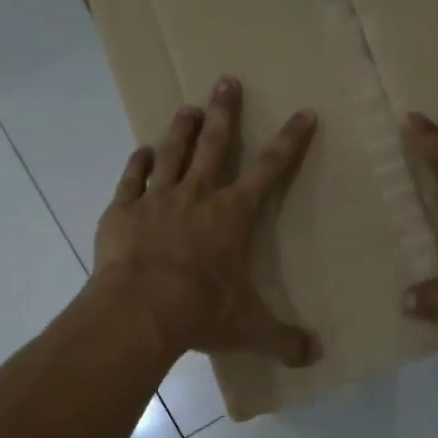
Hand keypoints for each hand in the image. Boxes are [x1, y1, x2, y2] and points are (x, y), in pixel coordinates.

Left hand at [94, 77, 321, 366]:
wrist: (140, 309)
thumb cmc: (201, 311)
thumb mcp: (249, 329)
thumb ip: (282, 340)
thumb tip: (314, 356)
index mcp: (234, 216)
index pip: (270, 171)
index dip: (290, 142)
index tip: (303, 113)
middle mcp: (198, 196)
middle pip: (215, 145)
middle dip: (225, 113)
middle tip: (226, 81)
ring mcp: (157, 199)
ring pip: (173, 153)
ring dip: (182, 128)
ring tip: (188, 107)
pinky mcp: (123, 211)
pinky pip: (132, 178)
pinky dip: (138, 163)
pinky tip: (142, 151)